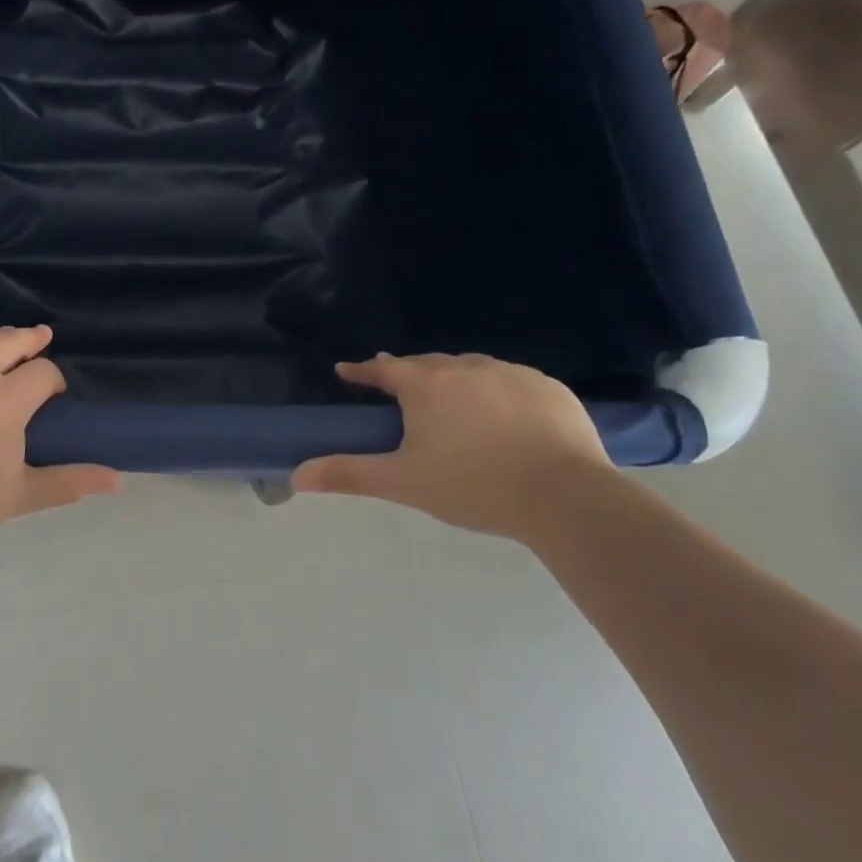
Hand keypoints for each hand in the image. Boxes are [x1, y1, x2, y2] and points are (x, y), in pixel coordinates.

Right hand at [292, 353, 611, 540]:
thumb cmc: (473, 486)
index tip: (346, 371)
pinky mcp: (549, 387)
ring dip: (454, 379)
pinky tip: (505, 415)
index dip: (362, 371)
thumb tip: (296, 476)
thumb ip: (349, 474)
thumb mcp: (403, 482)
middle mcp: (465, 367)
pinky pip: (512, 381)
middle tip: (399, 387)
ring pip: (471, 368)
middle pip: (427, 364)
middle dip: (409, 373)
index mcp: (426, 385)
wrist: (564, 497)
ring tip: (452, 401)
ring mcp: (511, 373)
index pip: (383, 369)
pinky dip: (498, 391)